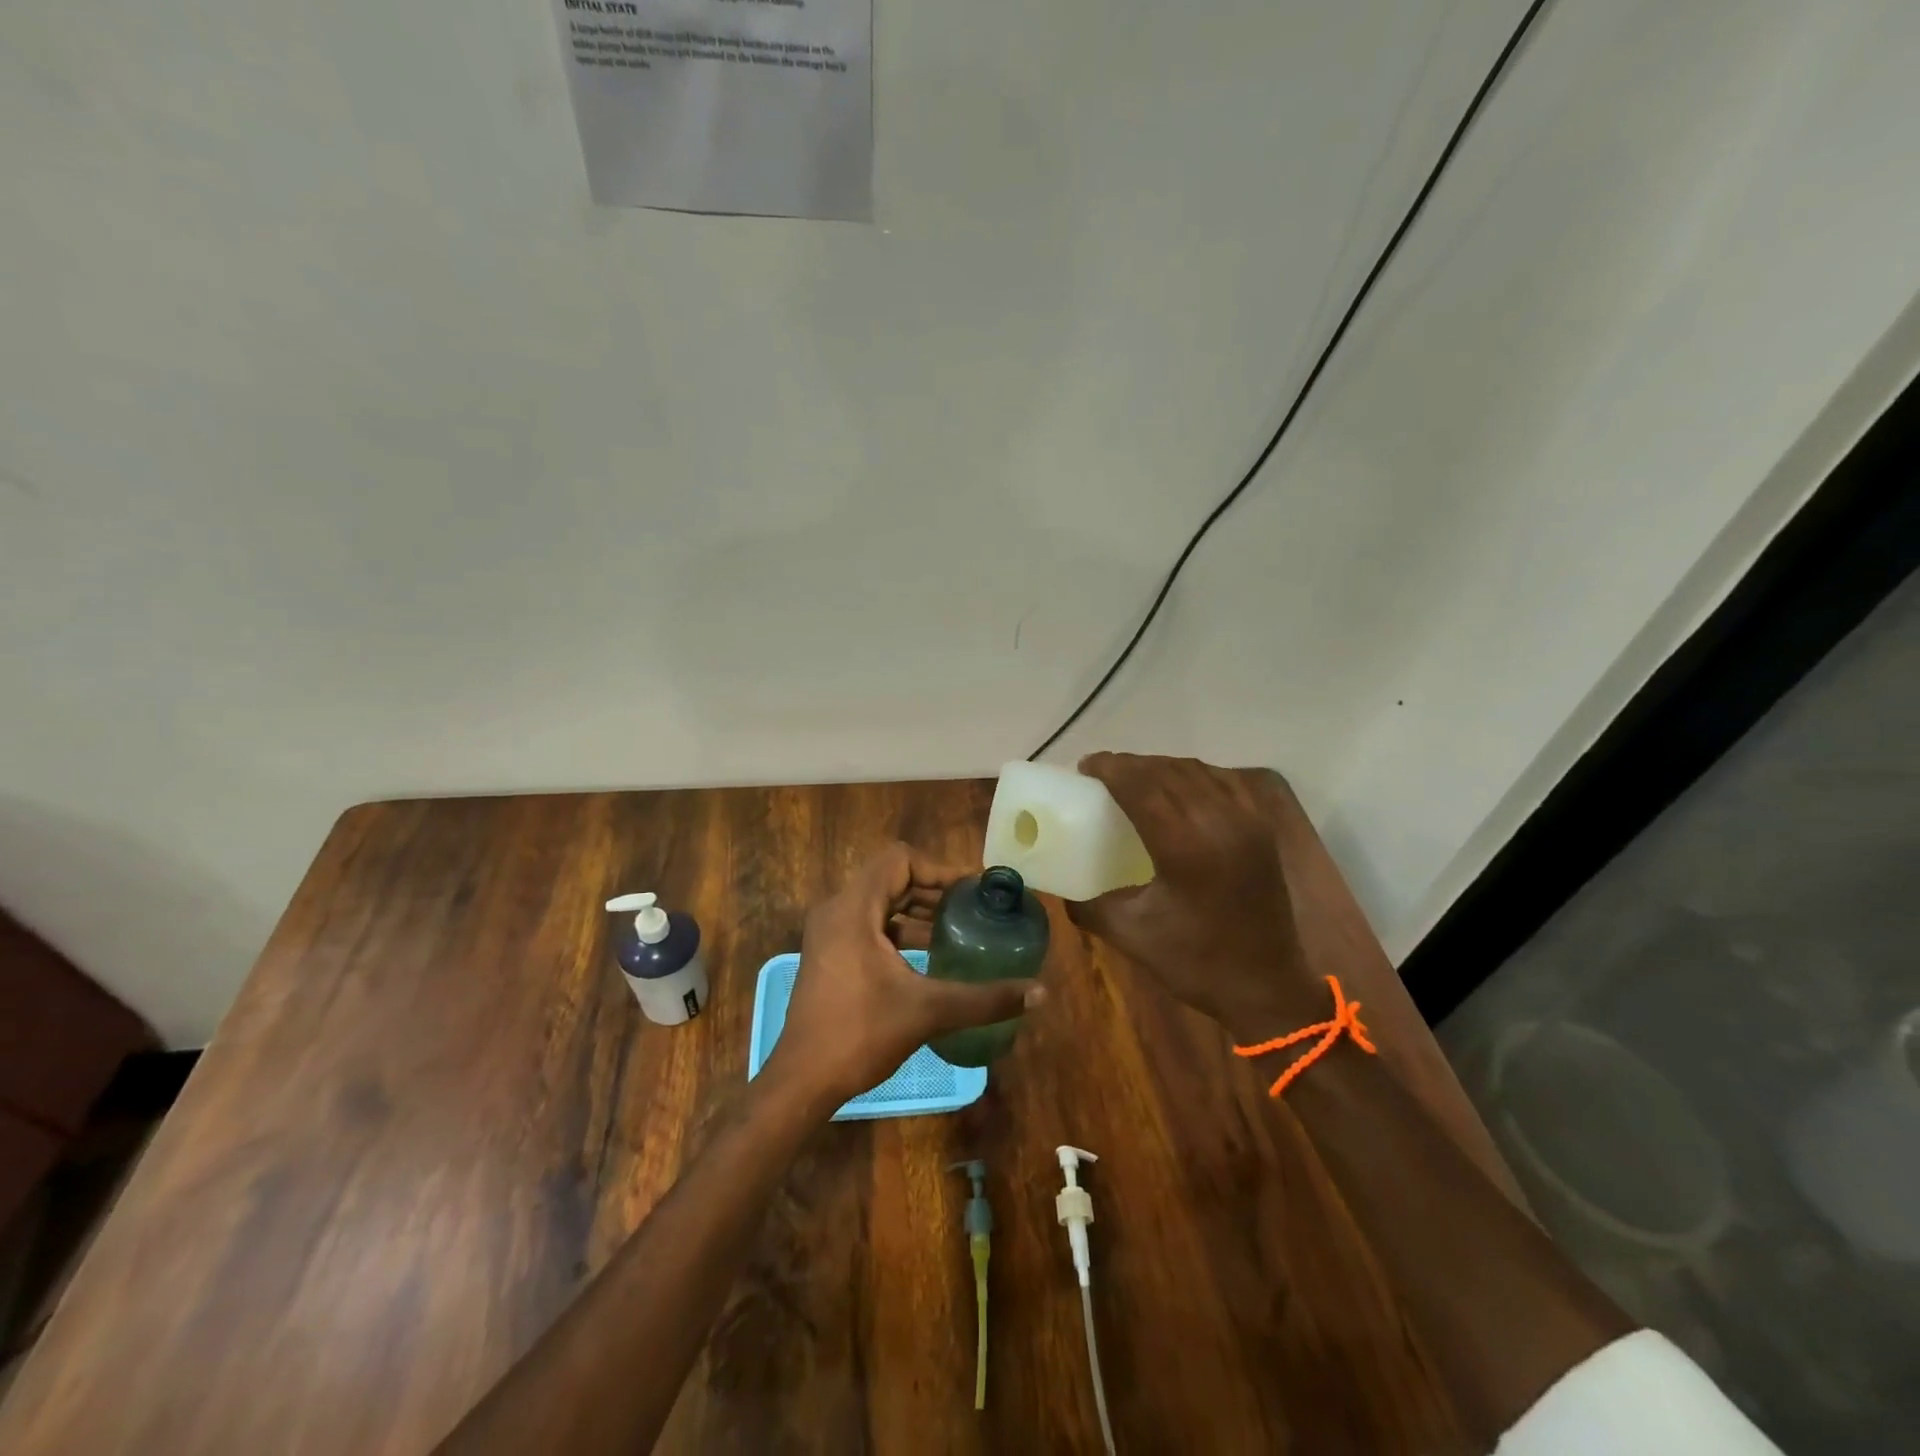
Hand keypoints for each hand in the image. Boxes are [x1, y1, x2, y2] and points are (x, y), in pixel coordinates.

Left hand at [766, 843, 1047, 1108]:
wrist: (802, 1081)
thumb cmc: (860, 1034)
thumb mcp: (927, 1011)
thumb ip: (985, 998)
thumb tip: (1039, 992)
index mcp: (853, 908)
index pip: (899, 860)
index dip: (939, 869)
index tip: (972, 890)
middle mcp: (837, 910)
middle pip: (891, 878)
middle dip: (933, 889)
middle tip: (972, 907)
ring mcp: (829, 933)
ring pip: (880, 903)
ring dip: (917, 910)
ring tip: (958, 929)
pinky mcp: (830, 954)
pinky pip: (870, 925)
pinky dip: (900, 931)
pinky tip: (930, 956)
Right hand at [1065, 754, 1313, 1041]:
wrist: (1268, 988)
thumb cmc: (1197, 963)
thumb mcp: (1131, 935)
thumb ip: (1089, 907)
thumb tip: (1060, 891)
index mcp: (1186, 846)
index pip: (1142, 785)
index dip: (1111, 768)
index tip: (1085, 766)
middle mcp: (1219, 822)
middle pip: (1167, 772)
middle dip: (1131, 765)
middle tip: (1102, 772)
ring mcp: (1246, 821)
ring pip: (1197, 772)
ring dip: (1161, 767)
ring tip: (1135, 777)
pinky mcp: (1261, 828)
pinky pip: (1224, 782)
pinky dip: (1194, 775)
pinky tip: (1179, 787)